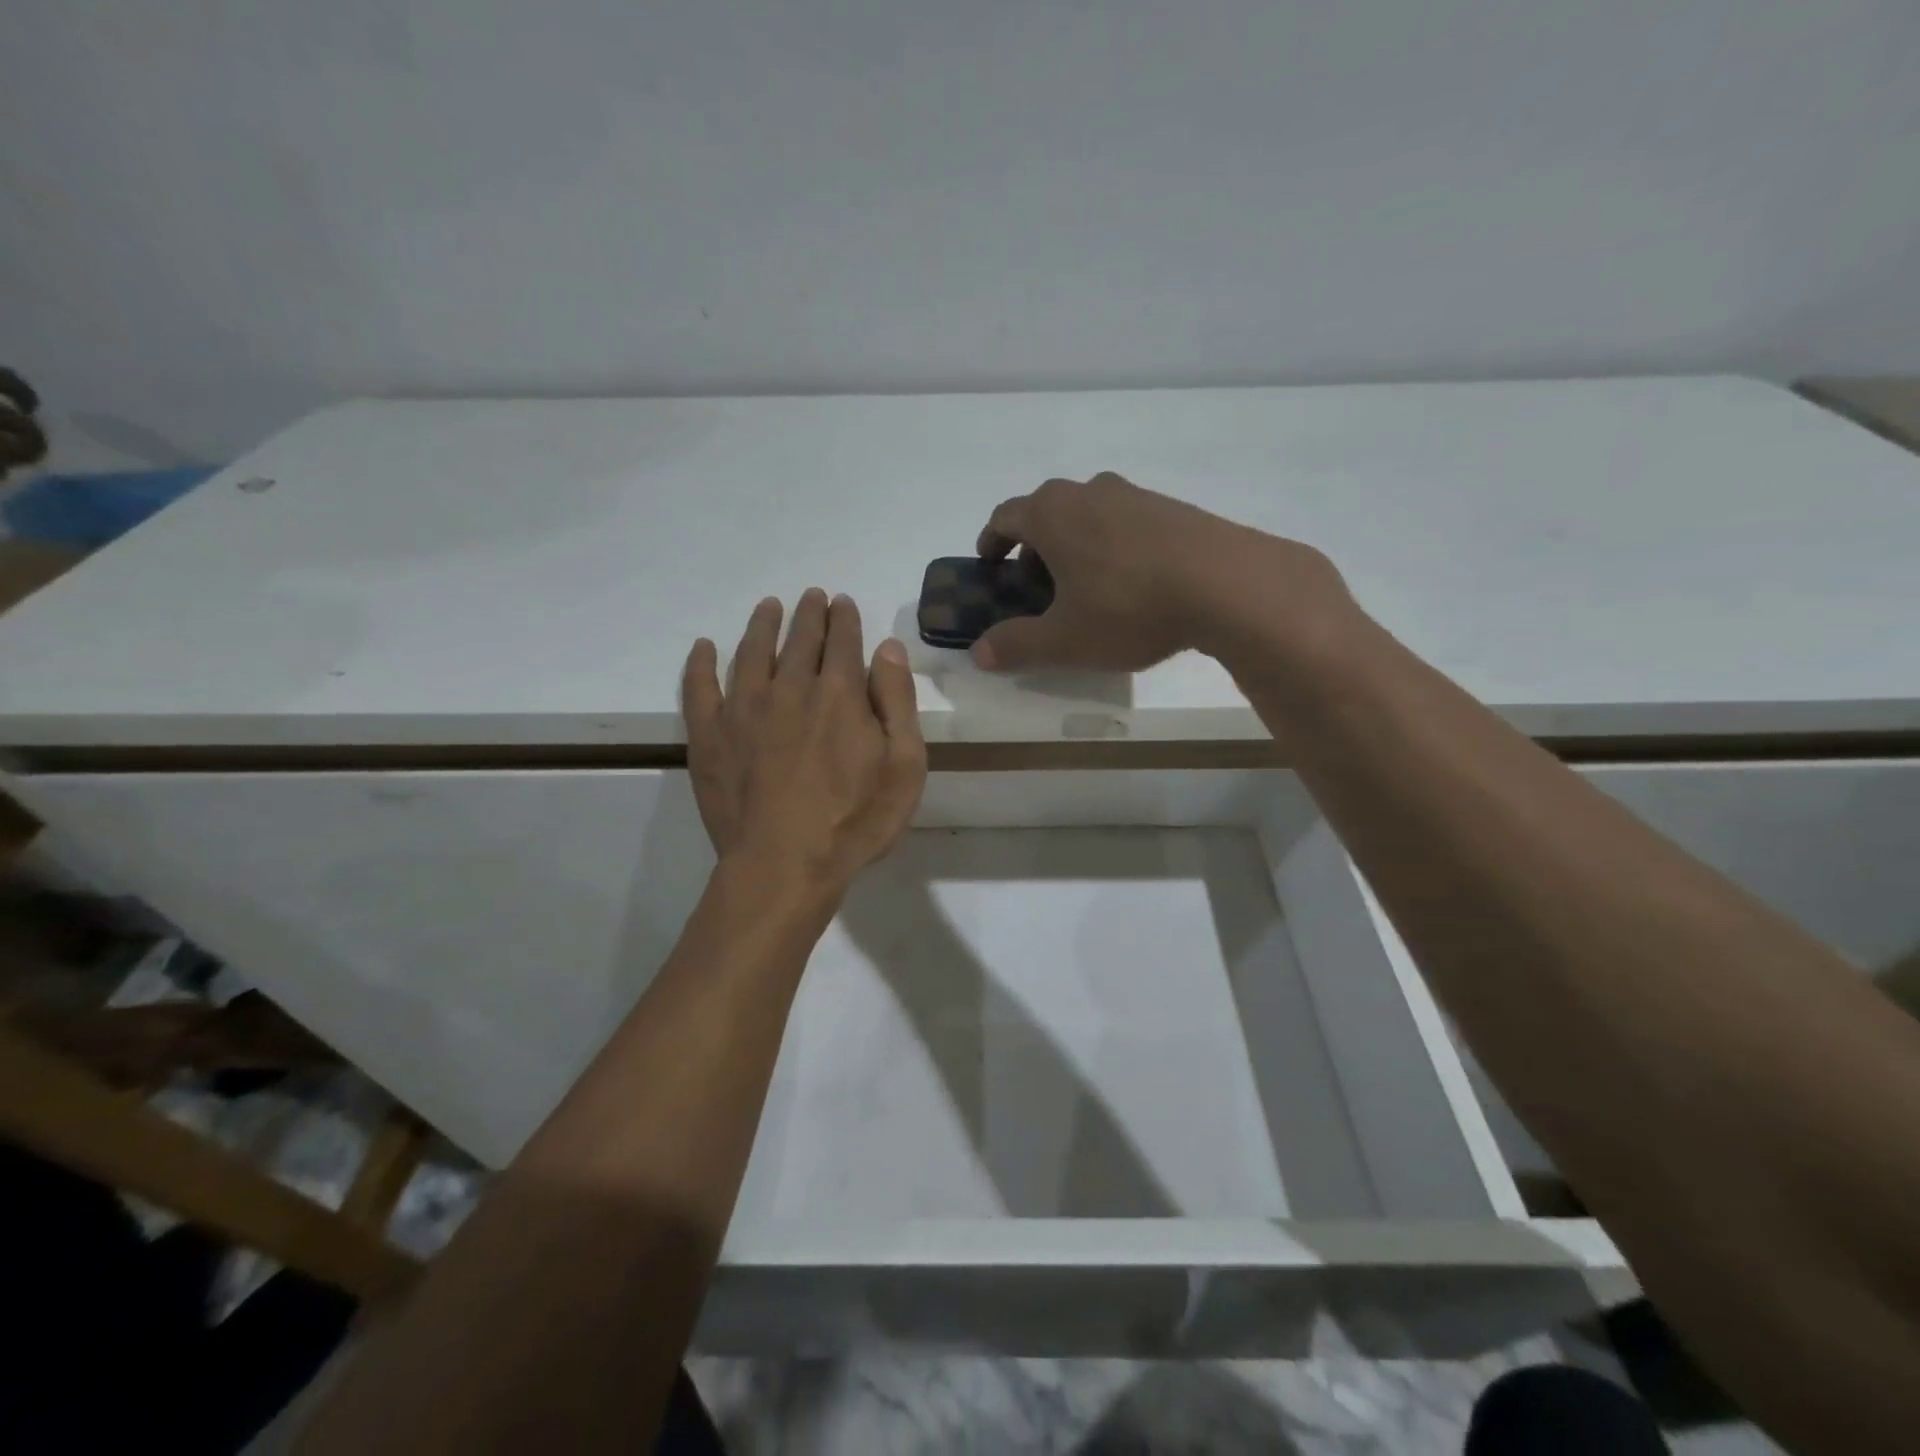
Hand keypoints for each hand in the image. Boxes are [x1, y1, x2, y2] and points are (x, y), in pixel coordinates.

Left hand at [682, 590, 926, 895]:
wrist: (785, 865)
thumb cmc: (855, 820)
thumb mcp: (904, 764)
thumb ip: (896, 701)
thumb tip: (887, 647)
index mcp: (838, 694)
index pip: (842, 641)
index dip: (844, 618)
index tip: (842, 602)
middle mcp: (789, 688)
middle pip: (799, 639)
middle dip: (808, 614)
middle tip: (811, 596)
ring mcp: (743, 709)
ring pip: (751, 652)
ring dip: (762, 625)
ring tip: (768, 607)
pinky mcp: (709, 736)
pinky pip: (700, 688)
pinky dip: (701, 664)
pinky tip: (704, 648)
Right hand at [971, 472, 1348, 672]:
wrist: (1227, 584)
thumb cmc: (1128, 608)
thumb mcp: (1064, 639)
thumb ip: (1016, 645)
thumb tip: (979, 653)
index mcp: (1052, 514)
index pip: (1006, 516)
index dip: (992, 540)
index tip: (990, 563)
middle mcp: (1089, 492)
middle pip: (1047, 513)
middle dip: (1034, 548)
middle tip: (1038, 587)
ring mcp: (1134, 496)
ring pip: (1088, 516)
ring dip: (1075, 546)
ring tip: (1086, 589)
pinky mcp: (1172, 509)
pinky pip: (1125, 523)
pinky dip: (1112, 547)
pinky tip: (1132, 585)